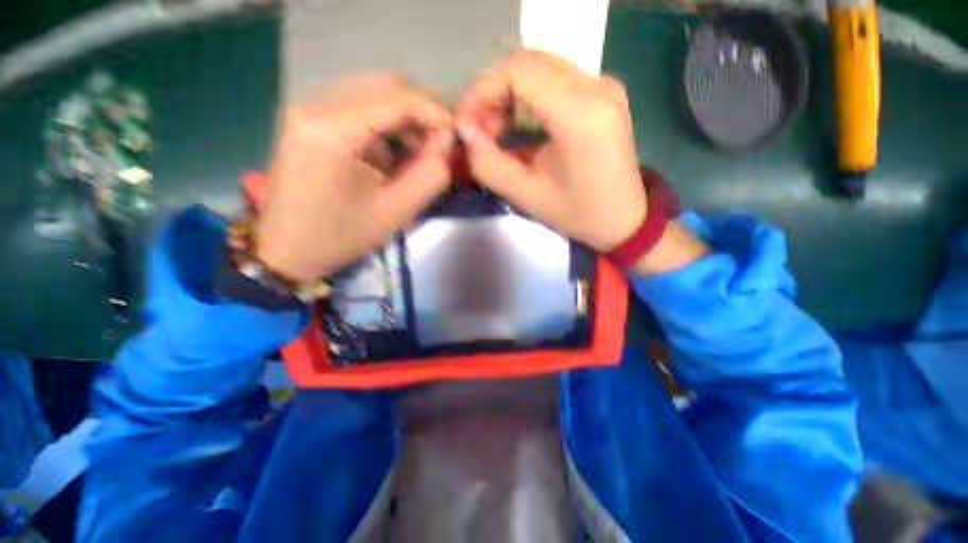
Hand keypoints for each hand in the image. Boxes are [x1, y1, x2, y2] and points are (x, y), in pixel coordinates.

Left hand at [255, 76, 453, 281]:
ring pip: (373, 95)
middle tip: (440, 145)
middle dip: (421, 114)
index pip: (396, 97)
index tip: (457, 134)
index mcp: (332, 130)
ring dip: (404, 120)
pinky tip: (393, 152)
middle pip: (384, 87)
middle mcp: (314, 106)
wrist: (289, 249)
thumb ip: (430, 175)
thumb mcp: (396, 211)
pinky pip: (359, 109)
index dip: (434, 111)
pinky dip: (386, 126)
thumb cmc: (342, 236)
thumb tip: (450, 144)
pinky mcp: (309, 120)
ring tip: (419, 153)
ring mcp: (308, 109)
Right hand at [456, 50, 646, 252]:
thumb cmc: (577, 214)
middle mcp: (597, 87)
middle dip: (493, 92)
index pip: (518, 73)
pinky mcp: (605, 93)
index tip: (466, 122)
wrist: (624, 220)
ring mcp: (605, 86)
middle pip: (528, 63)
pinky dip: (529, 95)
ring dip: (509, 93)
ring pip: (541, 67)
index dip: (482, 91)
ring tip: (496, 129)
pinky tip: (520, 123)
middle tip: (479, 129)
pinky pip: (556, 78)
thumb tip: (465, 131)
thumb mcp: (527, 196)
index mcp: (580, 115)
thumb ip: (489, 164)